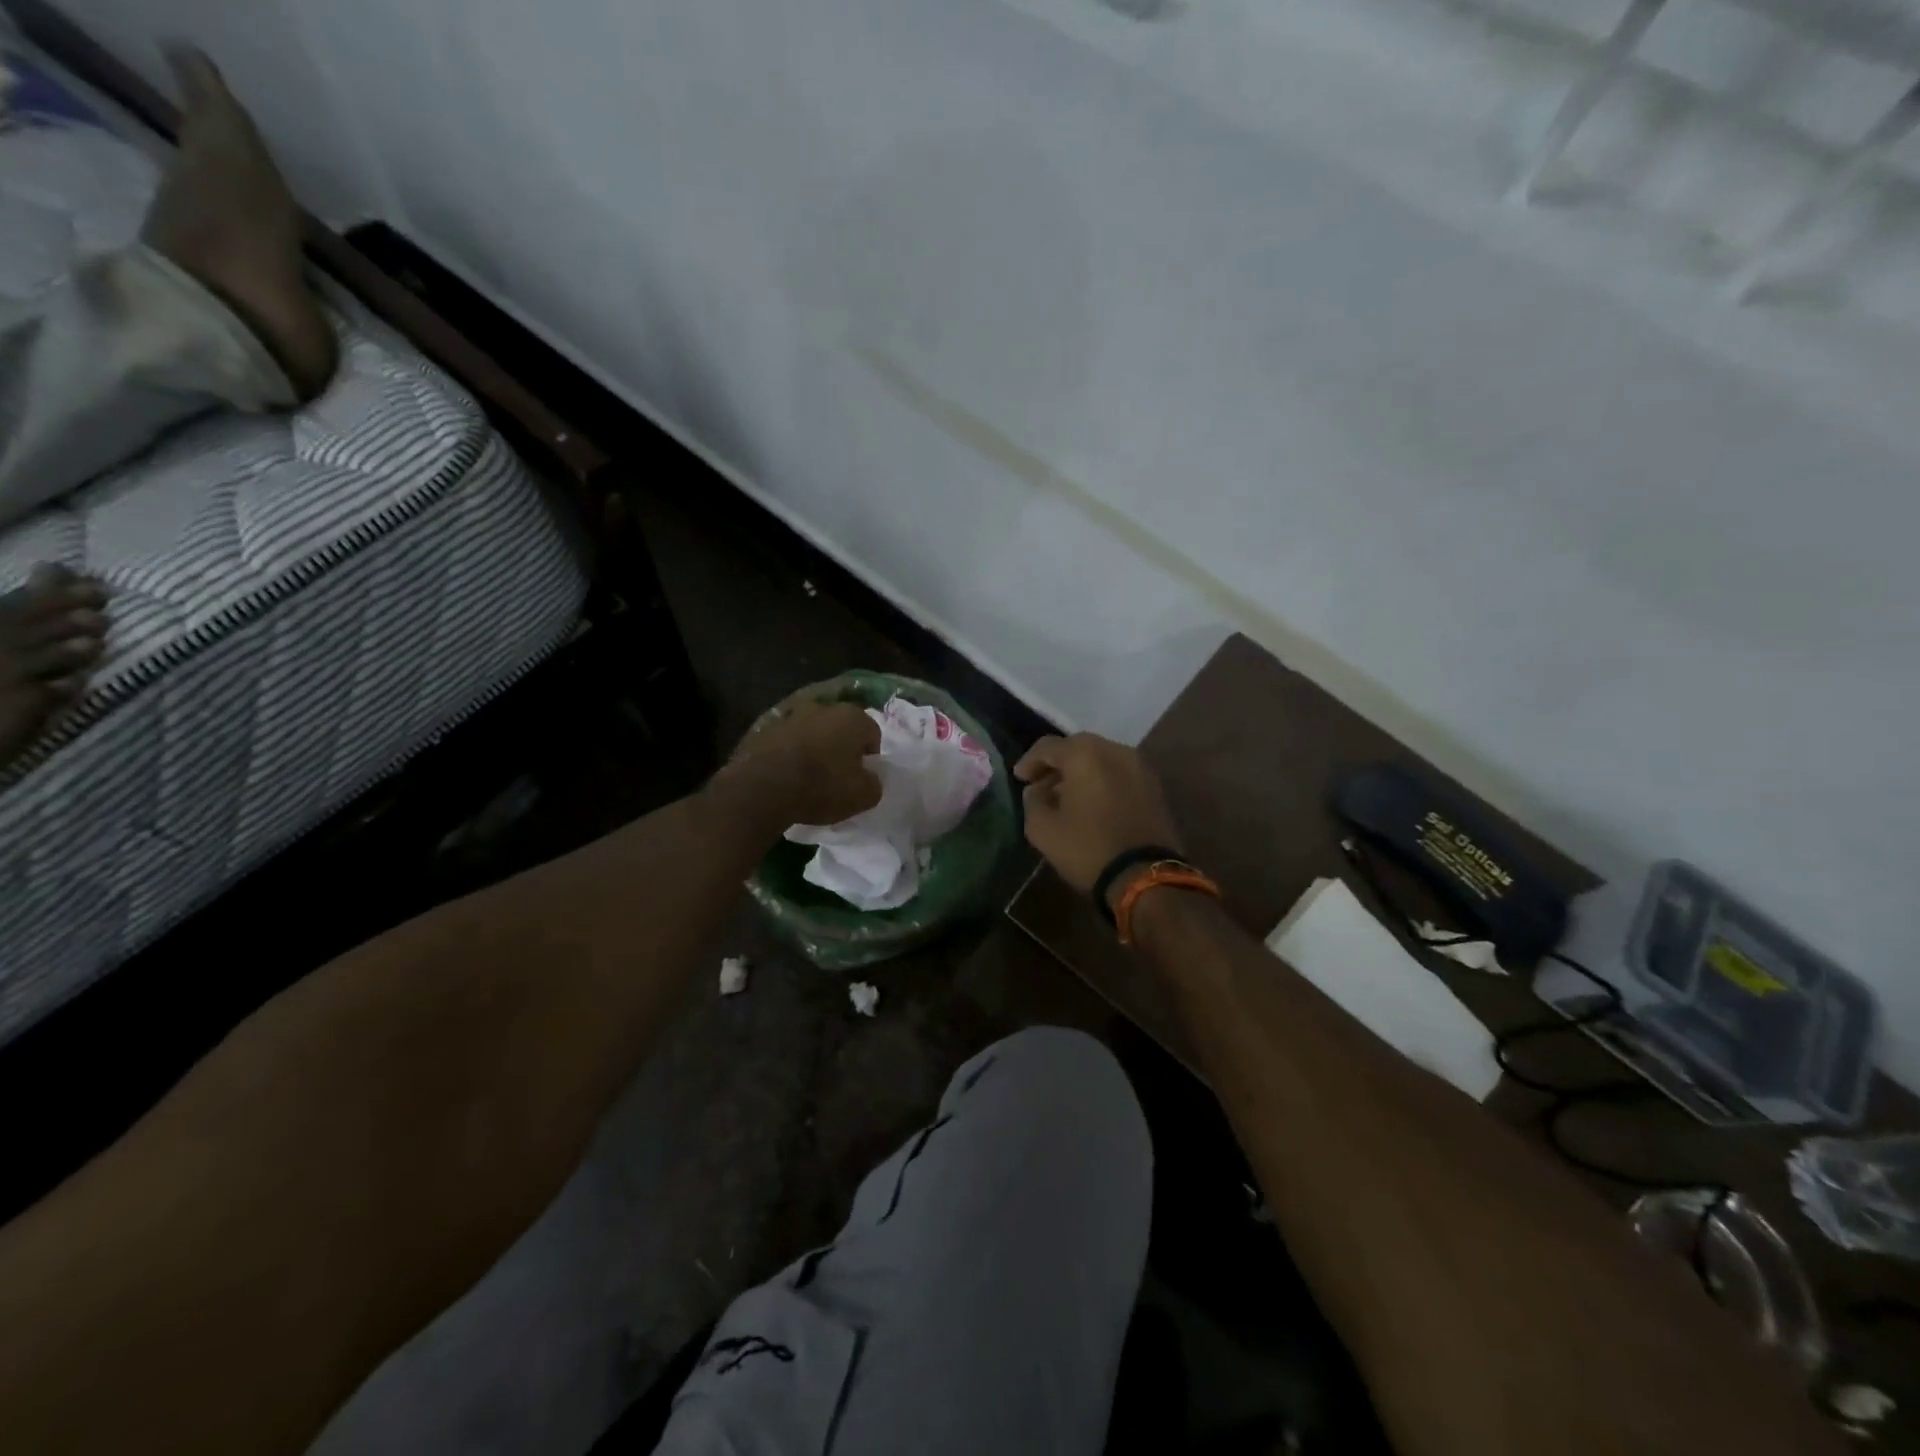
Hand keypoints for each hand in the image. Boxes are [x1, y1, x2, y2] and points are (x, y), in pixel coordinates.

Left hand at [720, 697, 882, 828]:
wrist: (762, 788)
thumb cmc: (822, 787)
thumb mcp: (863, 796)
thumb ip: (874, 783)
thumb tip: (870, 778)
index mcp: (851, 717)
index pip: (872, 733)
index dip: (870, 756)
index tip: (861, 776)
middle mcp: (822, 707)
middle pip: (839, 727)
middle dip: (841, 747)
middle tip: (837, 775)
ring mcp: (789, 715)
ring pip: (811, 731)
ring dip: (813, 747)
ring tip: (808, 776)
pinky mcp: (762, 728)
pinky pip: (785, 740)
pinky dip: (789, 752)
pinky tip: (785, 775)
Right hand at [1015, 734, 1182, 903]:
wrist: (1144, 876)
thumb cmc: (1088, 848)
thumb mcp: (1042, 829)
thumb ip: (1032, 801)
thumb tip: (1037, 790)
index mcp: (1085, 754)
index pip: (1048, 747)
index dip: (1029, 762)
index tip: (1019, 779)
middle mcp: (1115, 750)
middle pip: (1077, 748)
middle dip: (1056, 765)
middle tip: (1041, 785)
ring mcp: (1139, 767)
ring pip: (1101, 759)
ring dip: (1080, 773)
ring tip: (1066, 797)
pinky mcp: (1154, 786)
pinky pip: (1118, 774)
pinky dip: (1101, 782)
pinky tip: (1091, 804)